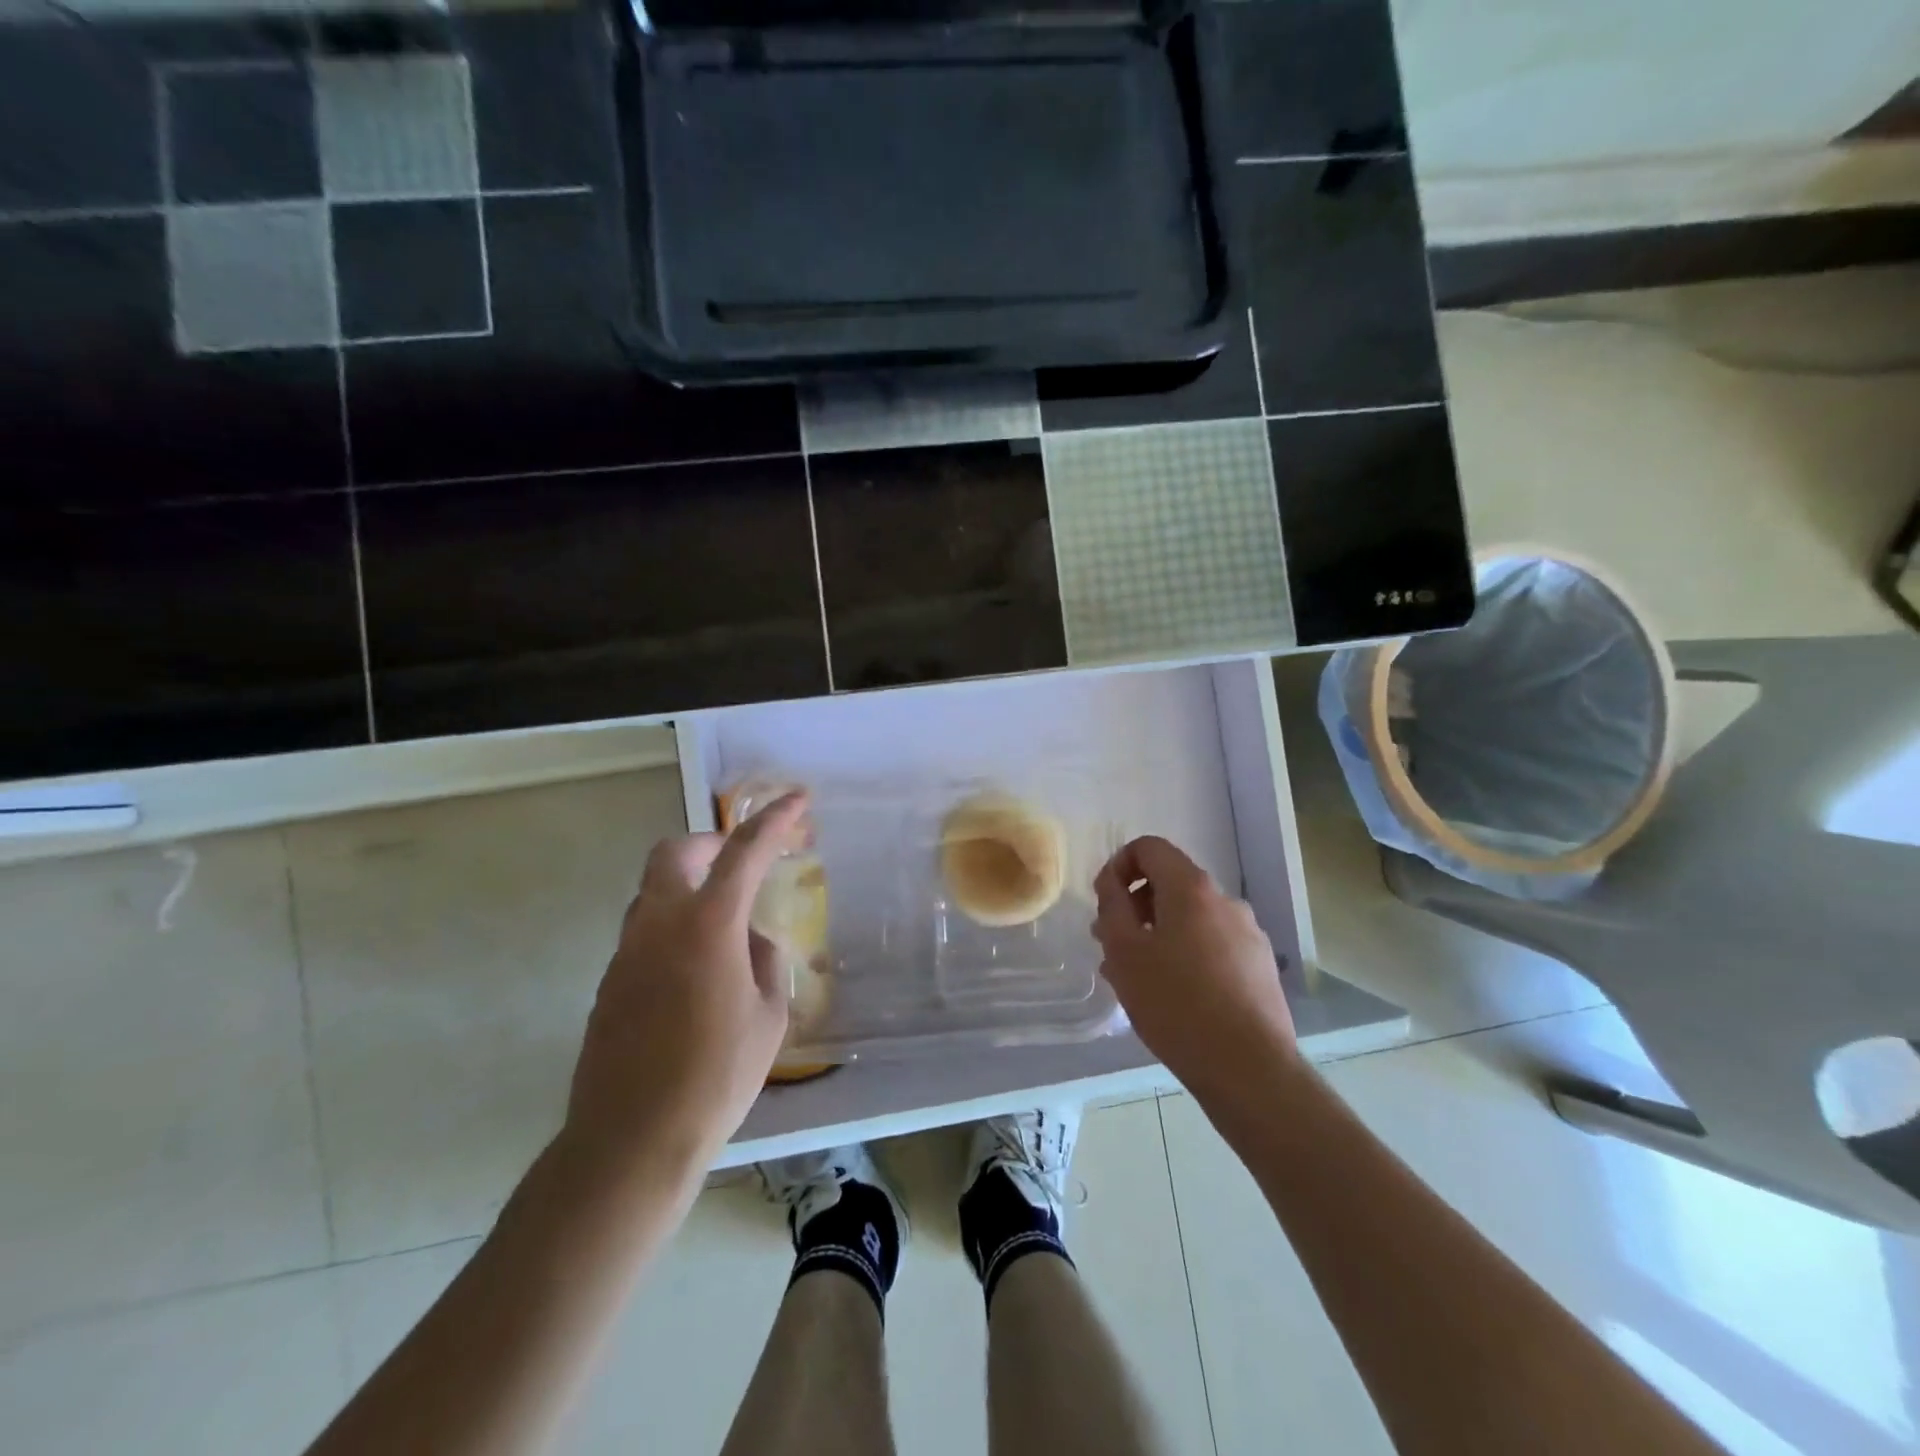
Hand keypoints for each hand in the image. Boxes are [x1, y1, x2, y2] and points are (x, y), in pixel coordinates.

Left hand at [563, 792, 810, 1181]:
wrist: (631, 1140)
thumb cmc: (716, 1076)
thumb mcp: (768, 1017)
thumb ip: (764, 961)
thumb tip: (751, 940)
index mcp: (707, 926)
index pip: (744, 852)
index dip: (774, 820)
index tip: (797, 800)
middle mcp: (659, 925)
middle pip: (674, 853)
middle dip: (711, 844)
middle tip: (741, 863)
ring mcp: (626, 953)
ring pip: (653, 892)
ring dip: (688, 887)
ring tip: (723, 924)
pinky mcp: (609, 984)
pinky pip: (643, 933)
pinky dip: (672, 928)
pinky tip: (695, 974)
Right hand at [1093, 836, 1298, 1105]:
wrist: (1249, 1068)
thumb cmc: (1176, 1003)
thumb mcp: (1125, 952)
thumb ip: (1112, 907)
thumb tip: (1112, 882)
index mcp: (1192, 888)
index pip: (1149, 847)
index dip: (1118, 864)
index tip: (1103, 901)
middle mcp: (1225, 900)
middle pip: (1170, 883)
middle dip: (1135, 905)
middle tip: (1111, 945)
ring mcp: (1248, 933)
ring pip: (1191, 918)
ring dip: (1158, 933)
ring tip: (1137, 976)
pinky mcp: (1260, 966)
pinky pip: (1212, 944)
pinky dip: (1186, 954)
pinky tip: (1172, 995)